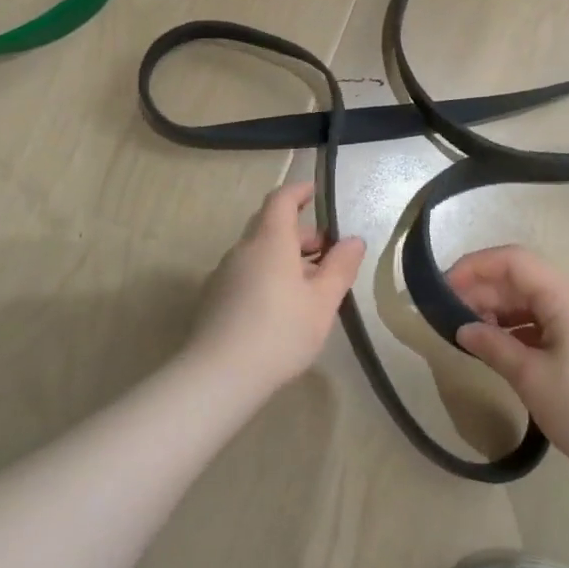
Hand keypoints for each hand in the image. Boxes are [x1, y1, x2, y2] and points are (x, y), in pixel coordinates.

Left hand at [186, 182, 366, 390]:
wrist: (219, 376)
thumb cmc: (280, 332)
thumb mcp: (322, 302)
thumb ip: (340, 267)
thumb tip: (353, 240)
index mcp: (270, 241)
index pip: (281, 200)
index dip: (298, 191)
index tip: (314, 192)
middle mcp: (242, 250)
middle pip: (269, 226)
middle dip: (299, 232)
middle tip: (326, 250)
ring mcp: (224, 274)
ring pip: (258, 252)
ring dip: (284, 256)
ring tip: (310, 284)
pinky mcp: (214, 298)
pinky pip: (246, 273)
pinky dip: (268, 275)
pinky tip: (281, 306)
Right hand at [448, 245, 568, 488]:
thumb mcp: (532, 378)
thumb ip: (494, 346)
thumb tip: (463, 328)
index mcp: (566, 297)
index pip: (513, 261)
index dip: (474, 267)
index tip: (442, 289)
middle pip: (521, 280)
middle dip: (482, 291)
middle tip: (448, 317)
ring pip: (532, 304)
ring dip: (498, 312)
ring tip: (469, 334)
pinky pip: (544, 326)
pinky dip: (517, 331)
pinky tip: (498, 350)